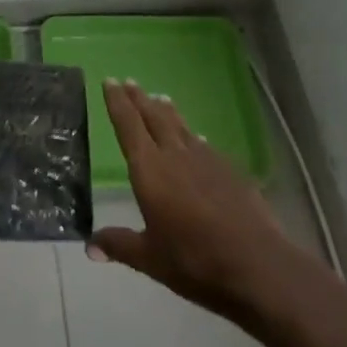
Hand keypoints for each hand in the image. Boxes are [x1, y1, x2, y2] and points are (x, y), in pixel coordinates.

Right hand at [89, 79, 326, 326]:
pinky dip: (194, 136)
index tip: (110, 81)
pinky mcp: (230, 170)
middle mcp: (174, 154)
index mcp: (149, 169)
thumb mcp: (150, 259)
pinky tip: (198, 137)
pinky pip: (204, 145)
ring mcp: (205, 159)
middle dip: (139, 99)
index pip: (128, 125)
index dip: (117, 102)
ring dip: (167, 111)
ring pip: (180, 126)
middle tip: (129, 81)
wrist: (257, 265)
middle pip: (153, 117)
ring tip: (160, 97)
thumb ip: (119, 245)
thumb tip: (89, 246)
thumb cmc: (195, 261)